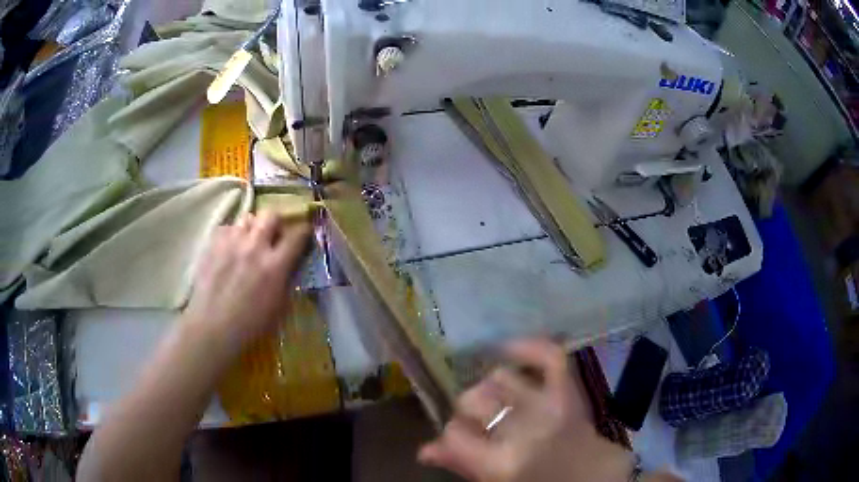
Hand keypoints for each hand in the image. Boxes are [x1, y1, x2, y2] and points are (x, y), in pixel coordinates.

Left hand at [182, 211, 310, 354]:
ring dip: (252, 228)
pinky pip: (226, 228)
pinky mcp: (212, 244)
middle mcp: (254, 247)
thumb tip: (291, 263)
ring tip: (248, 242)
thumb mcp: (279, 306)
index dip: (304, 232)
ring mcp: (231, 243)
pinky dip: (231, 235)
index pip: (298, 235)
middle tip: (273, 237)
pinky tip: (229, 250)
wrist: (212, 328)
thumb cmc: (250, 326)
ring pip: (247, 218)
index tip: (304, 235)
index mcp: (275, 266)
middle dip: (276, 223)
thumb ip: (287, 279)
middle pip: (271, 215)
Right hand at [418, 339, 635, 481]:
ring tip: (499, 400)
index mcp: (502, 461)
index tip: (458, 438)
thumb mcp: (495, 481)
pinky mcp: (569, 388)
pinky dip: (528, 346)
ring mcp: (548, 404)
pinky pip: (548, 354)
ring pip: (499, 377)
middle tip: (481, 422)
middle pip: (473, 399)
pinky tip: (509, 350)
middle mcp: (523, 429)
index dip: (451, 434)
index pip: (454, 433)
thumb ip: (461, 464)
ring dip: (492, 389)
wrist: (590, 475)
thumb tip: (424, 450)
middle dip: (469, 410)